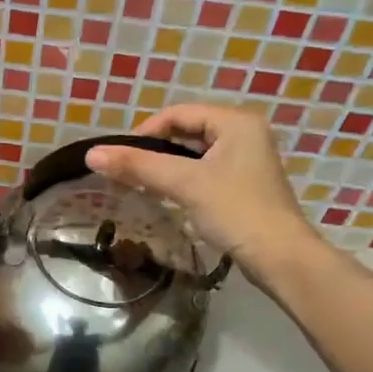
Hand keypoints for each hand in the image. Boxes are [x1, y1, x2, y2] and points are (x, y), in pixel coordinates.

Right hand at [87, 104, 313, 270]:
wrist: (280, 258)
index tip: (119, 157)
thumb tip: (92, 154)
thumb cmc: (235, 211)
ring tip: (140, 185)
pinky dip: (183, 180)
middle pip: (186, 131)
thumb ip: (138, 166)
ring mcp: (247, 160)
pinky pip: (205, 172)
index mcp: (236, 121)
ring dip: (166, 167)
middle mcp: (244, 133)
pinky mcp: (244, 185)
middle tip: (127, 172)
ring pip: (194, 154)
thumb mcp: (184, 183)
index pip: (178, 113)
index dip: (144, 131)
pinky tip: (166, 197)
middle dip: (154, 150)